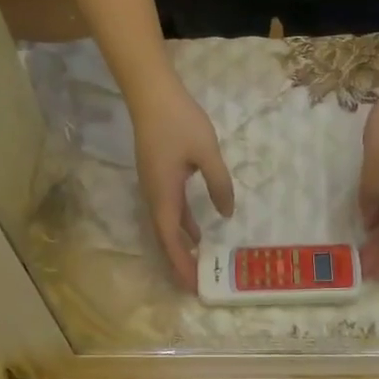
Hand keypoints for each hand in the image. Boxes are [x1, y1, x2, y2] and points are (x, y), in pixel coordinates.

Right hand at [130, 69, 234, 290]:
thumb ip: (219, 184)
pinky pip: (169, 212)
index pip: (170, 238)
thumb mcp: (207, 153)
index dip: (181, 263)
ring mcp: (154, 187)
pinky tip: (196, 233)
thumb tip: (227, 214)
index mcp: (163, 194)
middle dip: (180, 263)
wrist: (151, 93)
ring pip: (166, 226)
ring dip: (180, 247)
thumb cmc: (179, 121)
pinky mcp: (158, 178)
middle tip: (196, 284)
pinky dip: (182, 227)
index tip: (193, 285)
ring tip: (199, 265)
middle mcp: (154, 196)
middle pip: (165, 238)